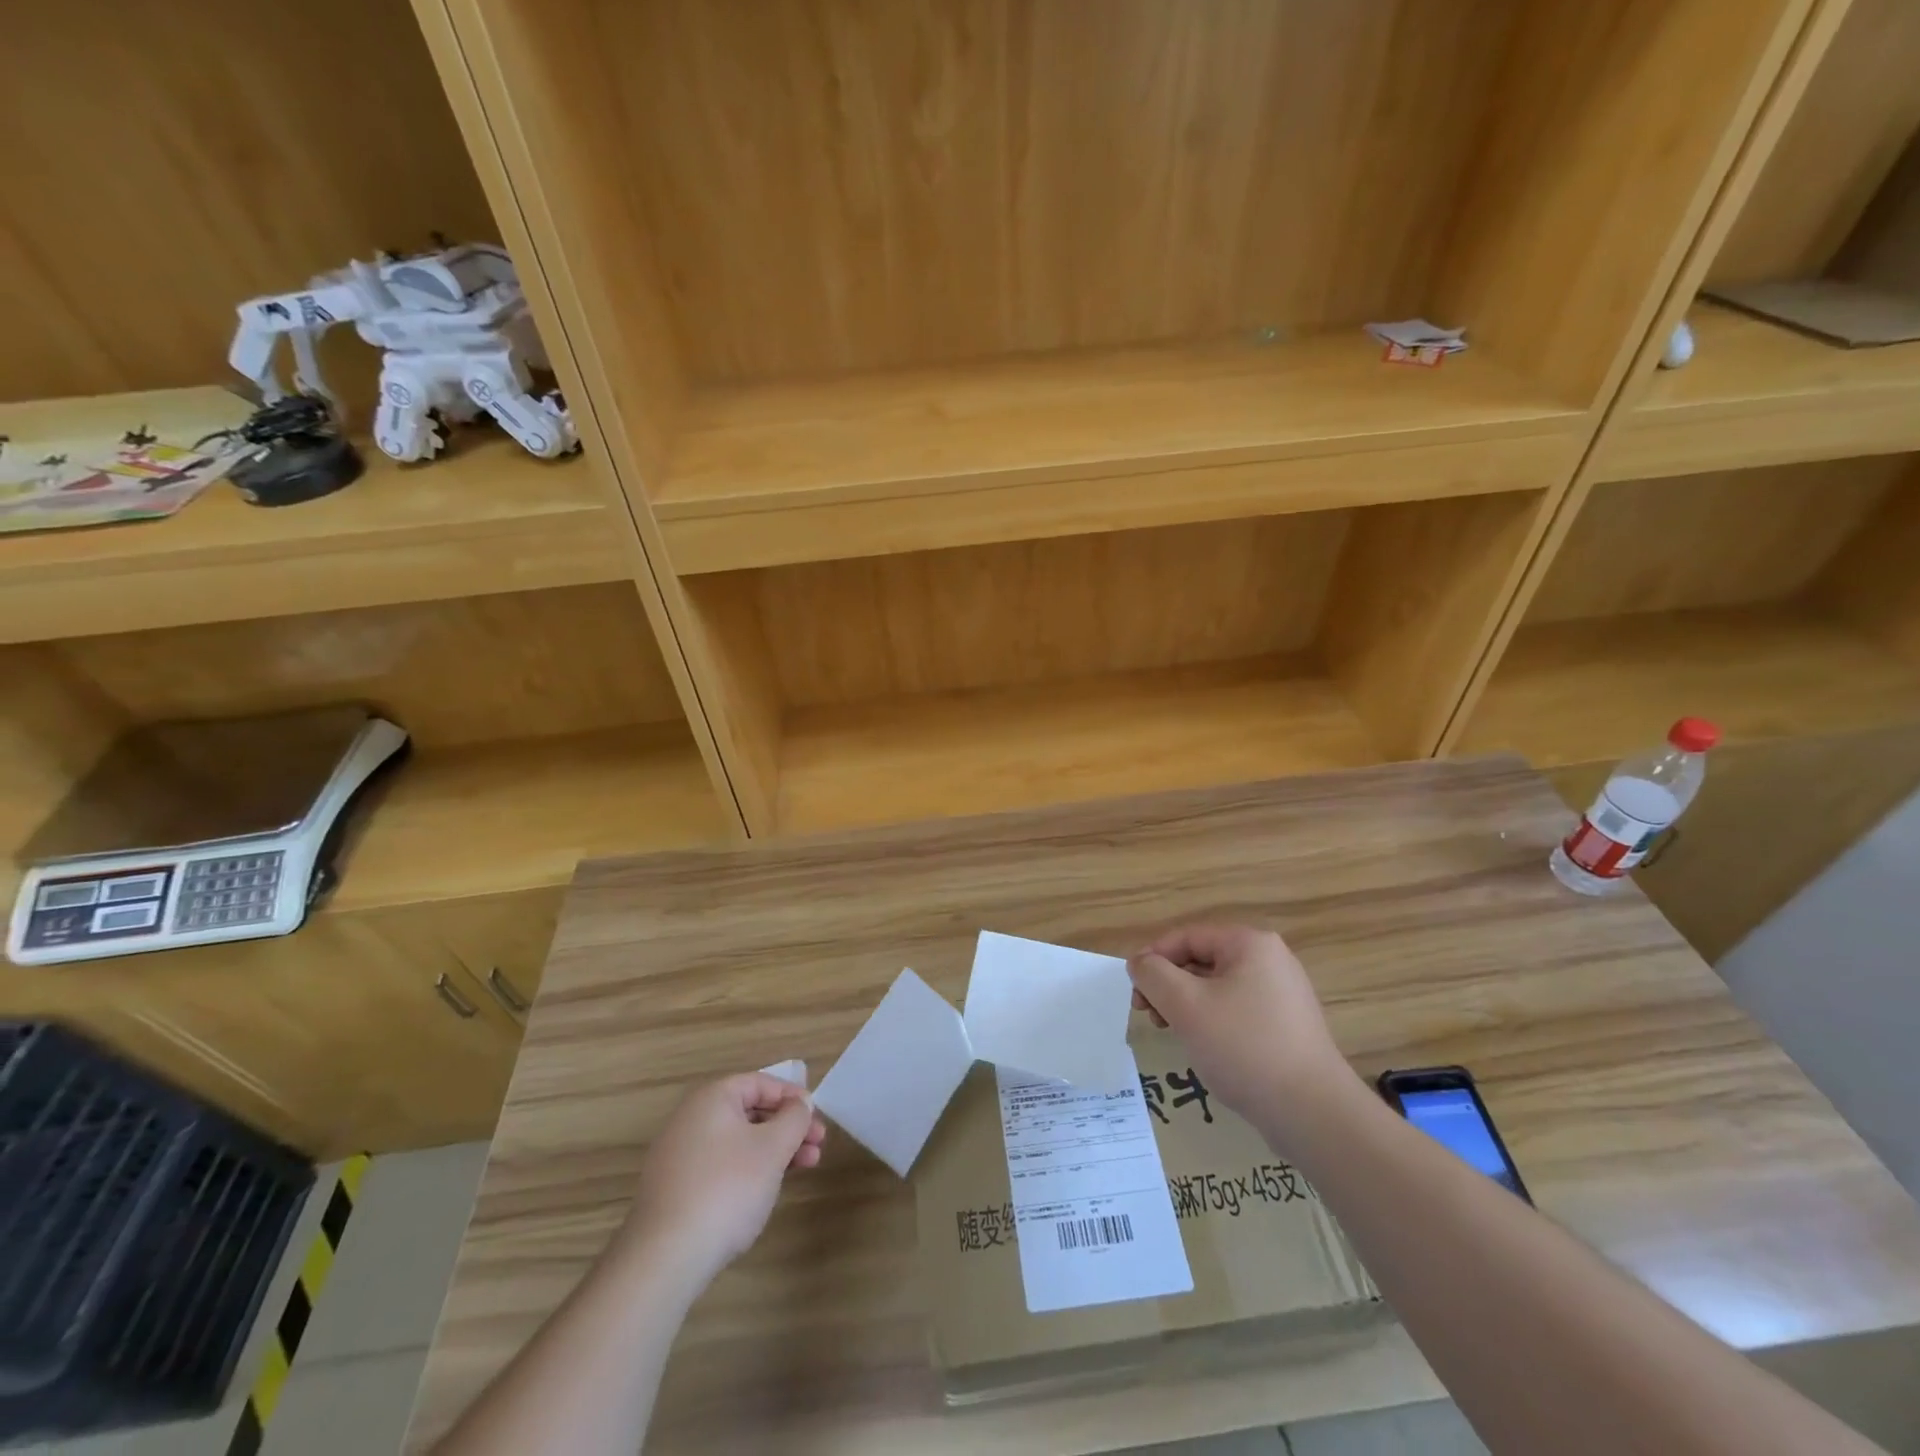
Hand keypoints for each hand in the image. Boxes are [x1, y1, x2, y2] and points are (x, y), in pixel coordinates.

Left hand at [623, 1073, 826, 1283]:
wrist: (665, 1258)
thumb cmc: (727, 1188)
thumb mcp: (773, 1147)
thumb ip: (794, 1118)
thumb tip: (800, 1104)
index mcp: (711, 1098)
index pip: (760, 1083)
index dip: (792, 1097)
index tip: (817, 1117)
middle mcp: (691, 1119)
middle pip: (750, 1112)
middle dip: (788, 1127)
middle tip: (817, 1145)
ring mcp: (680, 1155)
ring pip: (739, 1141)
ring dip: (774, 1149)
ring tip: (805, 1168)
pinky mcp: (676, 1189)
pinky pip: (721, 1165)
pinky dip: (749, 1169)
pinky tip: (766, 1190)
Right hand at [1128, 924, 1359, 1146]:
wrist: (1314, 1113)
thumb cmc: (1244, 1047)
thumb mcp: (1186, 1005)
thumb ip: (1153, 975)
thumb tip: (1139, 963)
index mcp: (1250, 944)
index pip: (1186, 938)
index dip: (1152, 960)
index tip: (1133, 992)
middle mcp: (1270, 960)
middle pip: (1201, 961)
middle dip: (1168, 985)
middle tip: (1148, 1015)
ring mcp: (1283, 994)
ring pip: (1217, 988)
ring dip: (1186, 1005)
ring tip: (1172, 1032)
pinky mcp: (1287, 1026)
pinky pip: (1237, 1010)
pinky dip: (1212, 1021)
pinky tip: (1203, 1047)